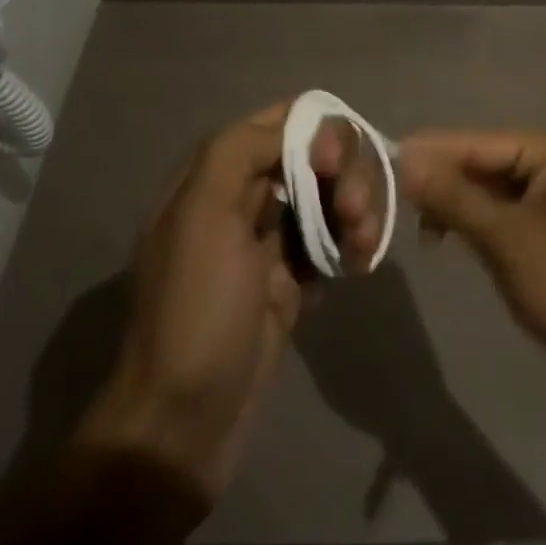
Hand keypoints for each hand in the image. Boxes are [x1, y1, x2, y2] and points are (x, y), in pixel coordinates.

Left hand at [79, 103, 379, 497]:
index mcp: (217, 172)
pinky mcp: (293, 281)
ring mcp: (270, 240)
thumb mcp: (203, 213)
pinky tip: (360, 264)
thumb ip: (242, 150)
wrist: (182, 425)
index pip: (281, 119)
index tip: (333, 163)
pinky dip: (353, 243)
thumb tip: (298, 127)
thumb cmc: (194, 308)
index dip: (316, 128)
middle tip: (354, 211)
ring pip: (330, 195)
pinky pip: (333, 240)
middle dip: (345, 173)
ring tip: (363, 244)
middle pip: (315, 154)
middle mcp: (245, 196)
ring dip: (356, 208)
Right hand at [398, 130, 545, 400]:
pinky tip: (448, 236)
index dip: (434, 151)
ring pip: (490, 189)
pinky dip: (475, 222)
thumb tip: (407, 160)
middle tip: (399, 196)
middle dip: (444, 179)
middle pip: (484, 163)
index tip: (390, 156)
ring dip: (457, 203)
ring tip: (420, 223)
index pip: (479, 142)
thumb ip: (455, 197)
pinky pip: (503, 213)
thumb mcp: (505, 238)